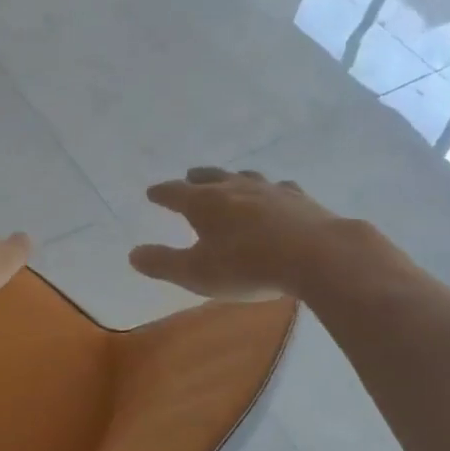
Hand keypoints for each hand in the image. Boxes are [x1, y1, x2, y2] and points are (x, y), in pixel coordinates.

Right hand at [130, 167, 370, 300]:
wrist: (316, 255)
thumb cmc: (248, 266)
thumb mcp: (197, 273)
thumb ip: (163, 263)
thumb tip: (133, 254)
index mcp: (205, 203)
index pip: (174, 193)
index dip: (162, 193)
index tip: (152, 193)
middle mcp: (235, 188)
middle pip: (210, 177)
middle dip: (196, 178)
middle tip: (188, 177)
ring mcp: (270, 190)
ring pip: (245, 177)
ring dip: (233, 178)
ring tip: (230, 180)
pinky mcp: (300, 199)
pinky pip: (280, 188)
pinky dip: (271, 191)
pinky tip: (277, 194)